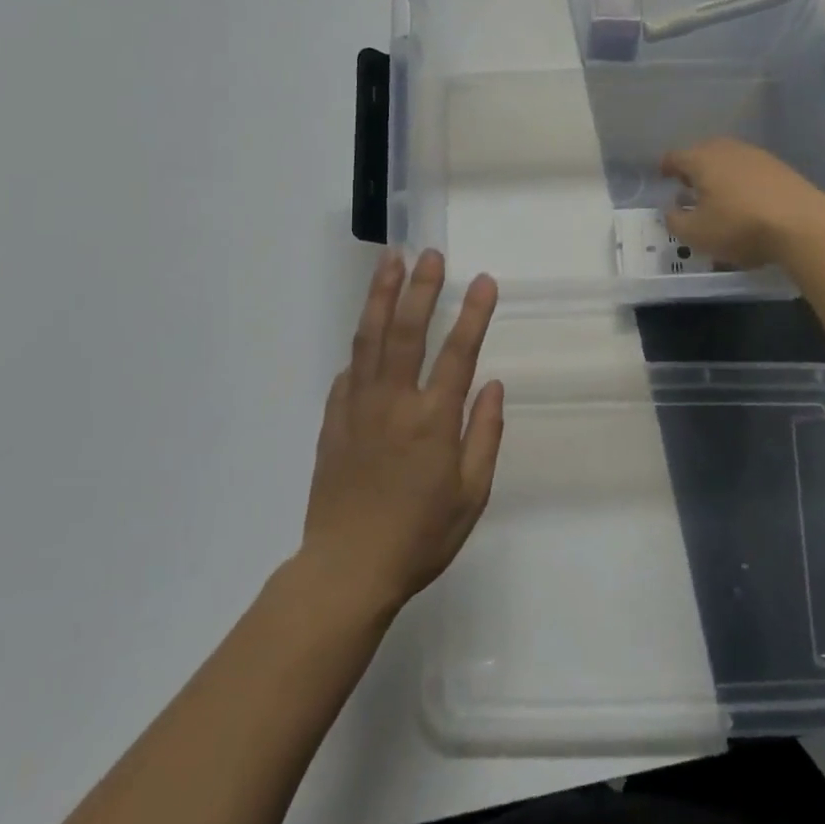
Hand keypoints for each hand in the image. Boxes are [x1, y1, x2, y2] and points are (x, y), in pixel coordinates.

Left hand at [301, 250, 502, 614]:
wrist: (346, 569)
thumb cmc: (419, 537)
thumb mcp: (471, 495)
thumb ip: (484, 435)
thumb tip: (491, 385)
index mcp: (433, 421)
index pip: (458, 353)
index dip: (473, 313)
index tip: (483, 280)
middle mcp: (394, 403)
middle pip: (407, 331)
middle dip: (420, 288)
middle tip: (429, 253)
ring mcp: (357, 408)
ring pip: (369, 339)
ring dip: (380, 296)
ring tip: (388, 261)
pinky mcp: (332, 421)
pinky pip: (347, 372)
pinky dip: (359, 346)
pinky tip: (366, 331)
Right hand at [661, 138, 824, 269]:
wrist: (802, 225)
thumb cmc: (739, 227)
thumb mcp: (696, 234)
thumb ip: (675, 221)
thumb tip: (670, 210)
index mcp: (702, 160)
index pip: (675, 156)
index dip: (666, 167)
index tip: (663, 176)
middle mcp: (728, 149)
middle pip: (703, 153)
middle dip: (693, 168)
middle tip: (688, 187)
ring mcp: (757, 156)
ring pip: (729, 160)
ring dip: (719, 174)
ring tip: (717, 195)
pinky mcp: (780, 168)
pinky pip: (750, 170)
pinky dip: (741, 181)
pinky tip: (745, 201)